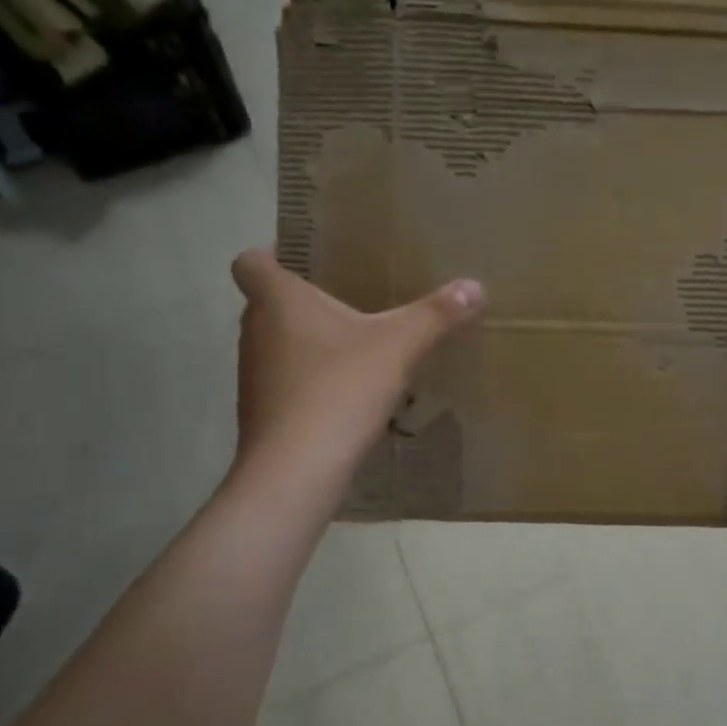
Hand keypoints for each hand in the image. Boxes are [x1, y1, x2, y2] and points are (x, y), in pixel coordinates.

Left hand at [229, 250, 483, 470]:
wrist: (297, 470)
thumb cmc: (339, 389)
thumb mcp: (399, 346)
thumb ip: (436, 315)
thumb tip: (476, 286)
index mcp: (277, 300)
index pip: (251, 261)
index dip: (272, 255)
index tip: (306, 262)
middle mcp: (255, 332)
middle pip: (269, 303)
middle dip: (305, 301)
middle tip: (350, 301)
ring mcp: (254, 375)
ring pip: (278, 344)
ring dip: (309, 343)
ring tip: (355, 348)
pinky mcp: (262, 413)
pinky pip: (286, 382)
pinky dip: (310, 381)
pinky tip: (347, 394)